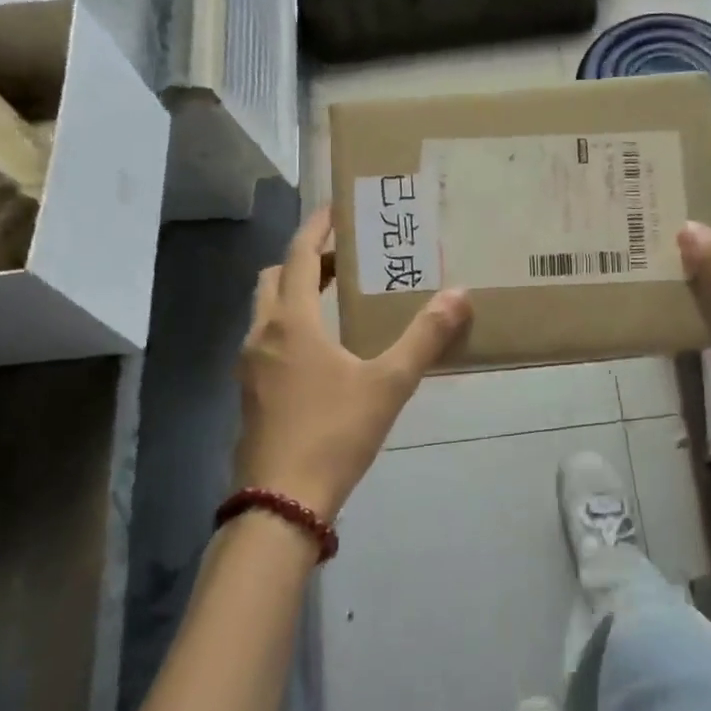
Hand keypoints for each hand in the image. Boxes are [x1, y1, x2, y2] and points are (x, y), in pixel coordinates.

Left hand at [234, 209, 471, 520]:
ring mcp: (250, 367)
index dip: (316, 228)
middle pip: (273, 279)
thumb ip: (425, 338)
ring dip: (294, 294)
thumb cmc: (334, 433)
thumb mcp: (389, 384)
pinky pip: (267, 341)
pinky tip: (322, 352)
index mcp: (291, 323)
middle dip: (303, 261)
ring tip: (335, 299)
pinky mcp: (251, 393)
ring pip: (266, 312)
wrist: (282, 501)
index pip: (297, 256)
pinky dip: (290, 326)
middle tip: (342, 259)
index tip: (336, 209)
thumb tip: (460, 295)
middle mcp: (262, 336)